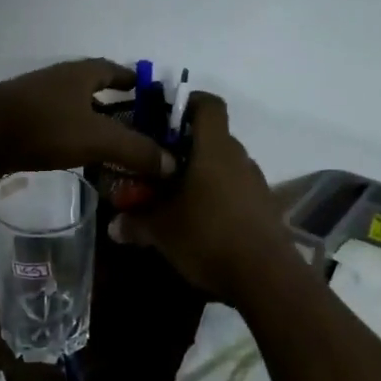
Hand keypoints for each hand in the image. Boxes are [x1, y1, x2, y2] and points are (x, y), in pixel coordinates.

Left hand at [0, 59, 175, 187]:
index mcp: (79, 74)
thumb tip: (171, 164)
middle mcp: (57, 81)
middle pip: (91, 89)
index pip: (113, 69)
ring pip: (71, 110)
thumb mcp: (97, 138)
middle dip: (113, 105)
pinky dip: (68, 139)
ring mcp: (34, 102)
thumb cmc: (43, 126)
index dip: (131, 78)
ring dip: (90, 124)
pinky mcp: (17, 125)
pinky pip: (52, 129)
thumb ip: (135, 150)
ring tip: (111, 147)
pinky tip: (75, 158)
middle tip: (136, 127)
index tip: (148, 93)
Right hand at [108, 93, 291, 302]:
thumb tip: (114, 225)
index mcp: (215, 149)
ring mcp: (256, 183)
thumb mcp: (162, 231)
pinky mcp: (265, 209)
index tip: (164, 115)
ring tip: (176, 200)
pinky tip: (201, 224)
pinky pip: (236, 191)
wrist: (266, 278)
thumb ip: (136, 222)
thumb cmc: (208, 237)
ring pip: (224, 167)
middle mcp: (239, 158)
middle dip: (184, 149)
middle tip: (158, 168)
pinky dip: (217, 198)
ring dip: (201, 176)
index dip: (187, 102)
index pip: (208, 104)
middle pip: (212, 138)